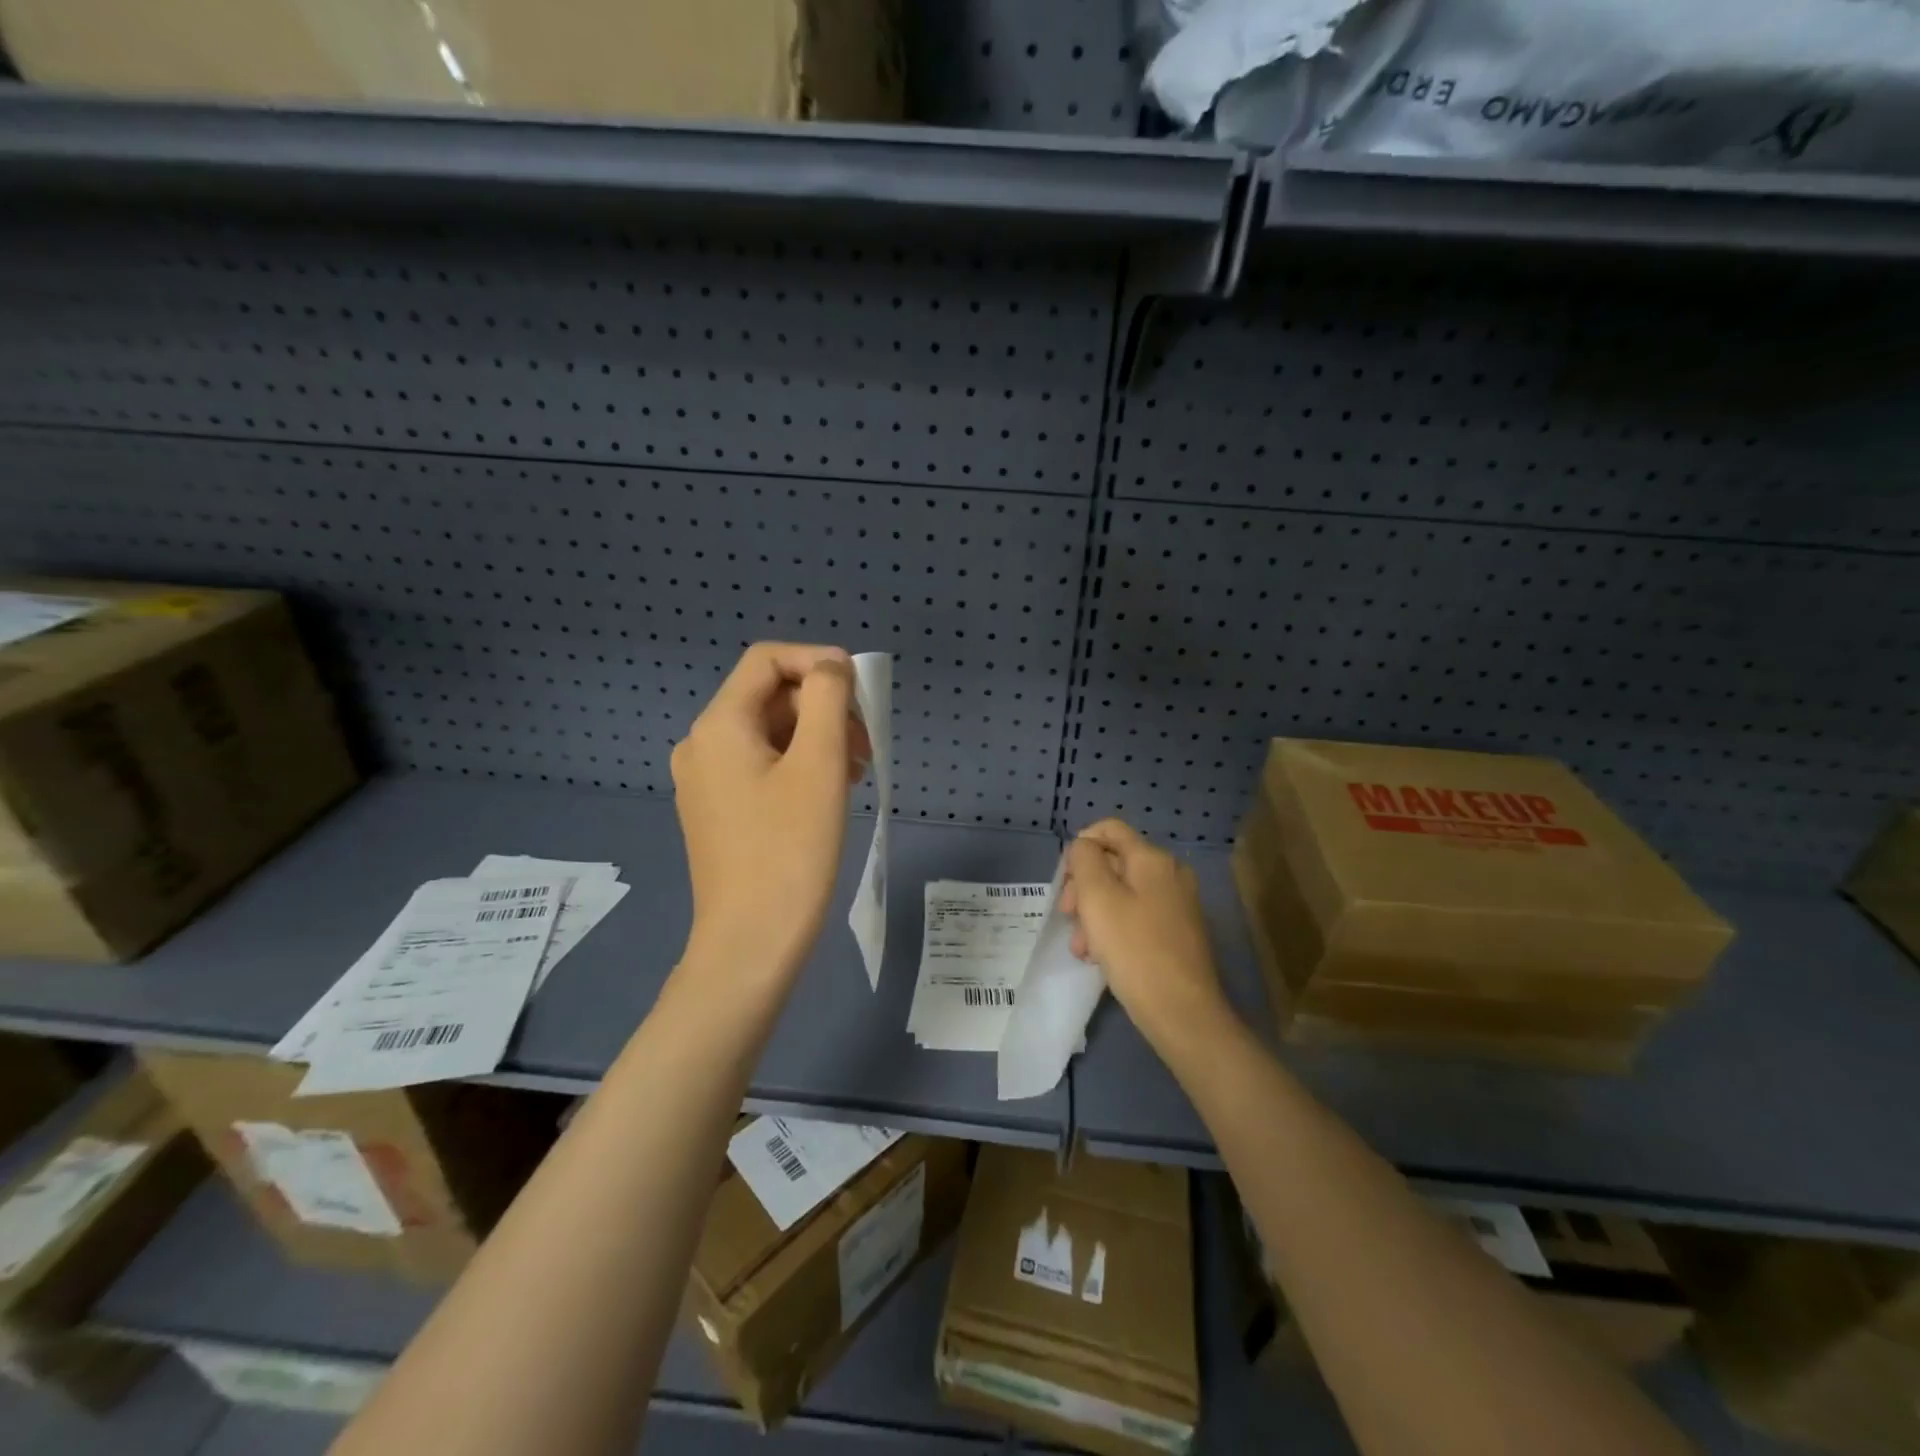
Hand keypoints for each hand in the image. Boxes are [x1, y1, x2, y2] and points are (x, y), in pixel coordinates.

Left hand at [671, 643, 870, 989]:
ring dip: (817, 738)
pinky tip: (829, 793)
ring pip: (769, 733)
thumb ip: (827, 699)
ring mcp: (705, 780)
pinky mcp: (717, 810)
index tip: (861, 691)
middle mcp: (701, 744)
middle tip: (866, 747)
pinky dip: (799, 765)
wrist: (751, 944)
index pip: (767, 660)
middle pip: (770, 697)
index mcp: (719, 725)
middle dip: (824, 708)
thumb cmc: (790, 852)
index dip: (818, 661)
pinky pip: (761, 765)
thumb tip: (830, 666)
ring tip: (855, 773)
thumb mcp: (819, 765)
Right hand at [1062, 819, 1229, 1053]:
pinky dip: (1113, 929)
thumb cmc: (1134, 949)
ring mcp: (1176, 904)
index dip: (1080, 846)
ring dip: (1094, 914)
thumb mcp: (1097, 898)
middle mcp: (1170, 874)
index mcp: (1153, 859)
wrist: (1182, 1012)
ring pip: (1121, 894)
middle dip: (1084, 887)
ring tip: (1081, 948)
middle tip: (1067, 917)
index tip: (1065, 880)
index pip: (1109, 829)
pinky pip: (1136, 917)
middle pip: (1113, 863)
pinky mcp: (1177, 933)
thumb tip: (1083, 847)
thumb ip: (1084, 861)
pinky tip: (1099, 957)